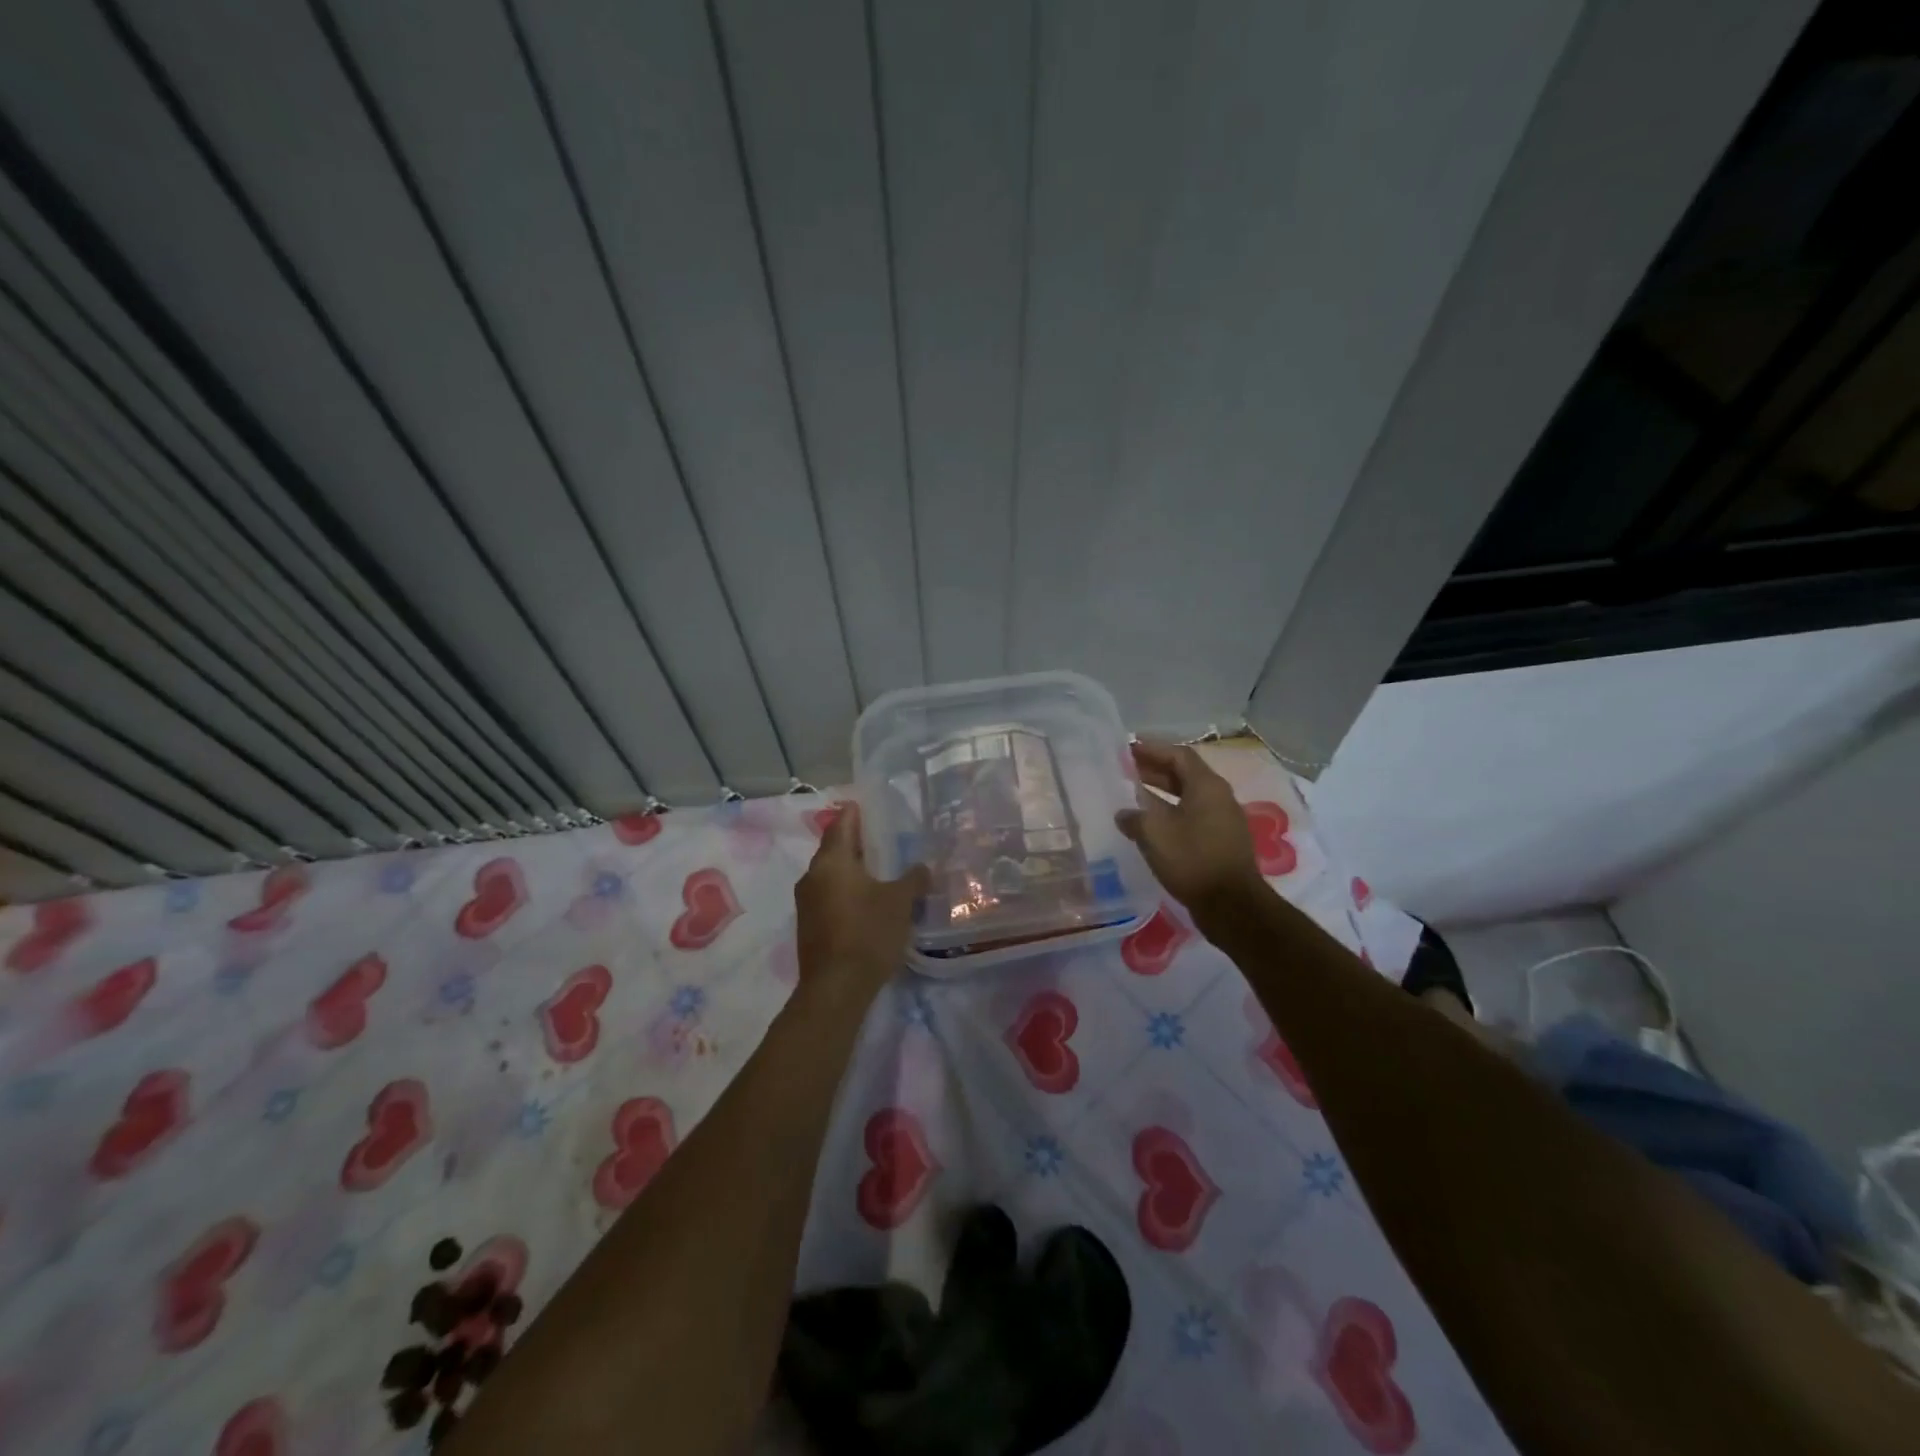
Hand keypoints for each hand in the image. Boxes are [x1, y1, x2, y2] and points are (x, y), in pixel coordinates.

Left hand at [794, 803, 930, 1009]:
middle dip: (856, 842)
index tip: (869, 806)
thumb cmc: (868, 933)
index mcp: (831, 862)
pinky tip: (868, 900)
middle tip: (883, 839)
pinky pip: (829, 896)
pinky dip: (847, 890)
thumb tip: (922, 868)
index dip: (855, 813)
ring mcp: (806, 902)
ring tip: (880, 870)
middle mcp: (812, 876)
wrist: (836, 988)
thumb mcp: (900, 902)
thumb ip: (913, 879)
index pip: (841, 824)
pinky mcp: (809, 925)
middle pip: (834, 849)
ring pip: (831, 874)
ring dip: (852, 869)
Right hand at [1115, 743, 1263, 920]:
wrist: (1231, 906)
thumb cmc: (1192, 860)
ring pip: (1187, 796)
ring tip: (1132, 795)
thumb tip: (1124, 813)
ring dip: (1160, 792)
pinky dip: (1170, 812)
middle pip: (1184, 773)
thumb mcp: (1154, 834)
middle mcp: (1219, 797)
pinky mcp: (1220, 841)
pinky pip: (1192, 816)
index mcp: (1207, 786)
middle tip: (1125, 769)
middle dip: (1154, 769)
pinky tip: (1150, 825)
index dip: (1152, 749)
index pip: (1178, 755)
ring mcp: (1222, 820)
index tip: (1127, 748)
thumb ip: (1134, 817)